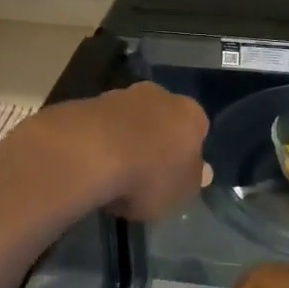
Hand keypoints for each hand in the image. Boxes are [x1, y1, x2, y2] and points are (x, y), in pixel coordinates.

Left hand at [22, 82, 209, 221]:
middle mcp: (159, 95)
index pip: (197, 128)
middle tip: (144, 169)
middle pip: (162, 117)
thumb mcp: (182, 192)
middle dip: (155, 138)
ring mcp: (119, 95)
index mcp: (190, 114)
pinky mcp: (86, 102)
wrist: (89, 153)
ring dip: (124, 137)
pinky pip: (100, 125)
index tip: (174, 173)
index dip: (186, 152)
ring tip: (112, 171)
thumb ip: (192, 180)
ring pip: (129, 117)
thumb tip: (202, 171)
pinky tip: (90, 164)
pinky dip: (98, 140)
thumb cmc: (149, 176)